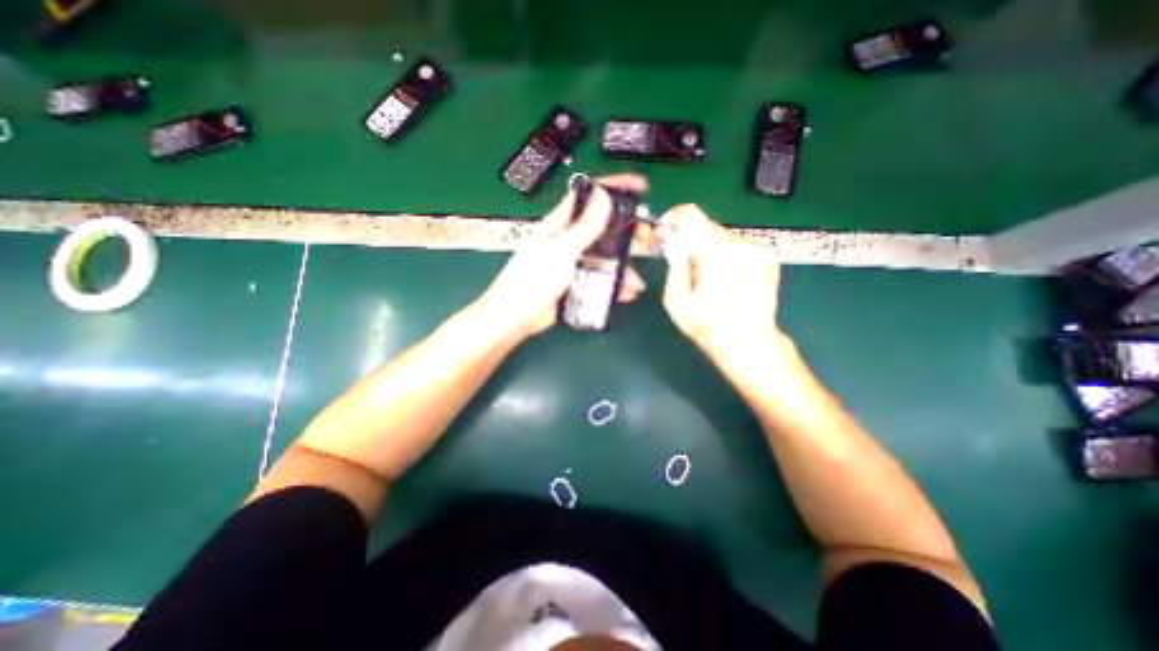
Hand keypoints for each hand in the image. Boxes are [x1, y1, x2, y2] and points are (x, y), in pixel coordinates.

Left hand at [474, 175, 649, 336]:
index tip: (640, 186)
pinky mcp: (576, 282)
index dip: (614, 187)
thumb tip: (604, 195)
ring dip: (623, 267)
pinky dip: (614, 285)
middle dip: (626, 232)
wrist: (515, 318)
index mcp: (560, 224)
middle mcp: (569, 239)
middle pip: (603, 228)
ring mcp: (573, 262)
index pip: (588, 196)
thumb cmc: (533, 281)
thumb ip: (584, 227)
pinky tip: (625, 295)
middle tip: (646, 238)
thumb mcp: (561, 252)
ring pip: (605, 257)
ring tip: (636, 283)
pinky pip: (600, 278)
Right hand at [655, 205, 782, 369]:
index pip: (690, 215)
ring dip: (707, 250)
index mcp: (716, 253)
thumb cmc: (708, 327)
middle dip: (689, 241)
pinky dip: (725, 256)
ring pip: (721, 236)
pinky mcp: (767, 257)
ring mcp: (757, 250)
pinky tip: (725, 280)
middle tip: (682, 265)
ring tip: (706, 278)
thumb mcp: (677, 301)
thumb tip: (671, 241)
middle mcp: (740, 244)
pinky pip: (737, 246)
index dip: (672, 220)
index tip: (664, 235)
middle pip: (705, 227)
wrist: (750, 343)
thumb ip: (673, 265)